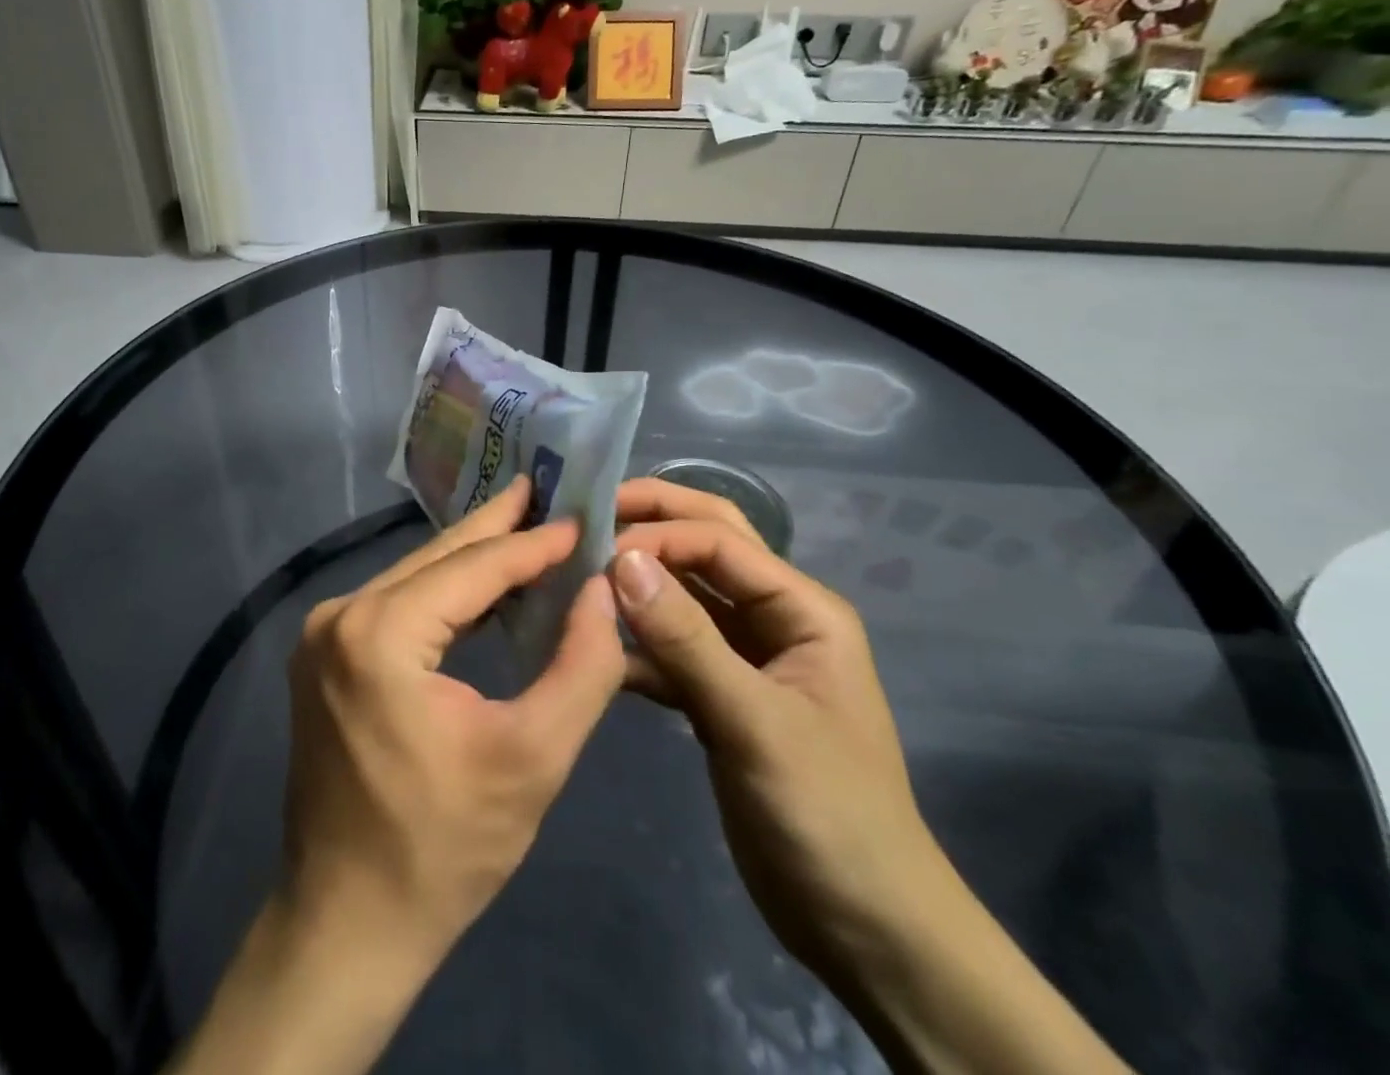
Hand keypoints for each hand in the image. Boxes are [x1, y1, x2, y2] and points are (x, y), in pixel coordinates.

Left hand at [283, 475, 627, 963]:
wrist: (348, 921)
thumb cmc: (446, 848)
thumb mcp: (534, 757)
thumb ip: (582, 665)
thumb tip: (604, 589)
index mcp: (380, 631)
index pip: (475, 566)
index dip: (534, 544)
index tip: (583, 518)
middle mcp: (341, 614)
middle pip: (439, 558)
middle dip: (499, 526)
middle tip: (545, 487)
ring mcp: (324, 633)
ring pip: (417, 577)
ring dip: (474, 559)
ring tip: (527, 528)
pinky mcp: (325, 655)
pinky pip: (397, 604)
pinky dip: (445, 594)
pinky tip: (485, 589)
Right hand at [610, 477, 938, 977]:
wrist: (866, 929)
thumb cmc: (828, 814)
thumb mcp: (755, 721)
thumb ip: (686, 638)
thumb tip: (621, 559)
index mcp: (802, 608)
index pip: (720, 541)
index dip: (658, 534)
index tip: (595, 549)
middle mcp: (773, 618)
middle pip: (706, 546)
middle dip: (652, 523)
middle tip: (586, 514)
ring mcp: (745, 658)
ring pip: (683, 596)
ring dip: (638, 583)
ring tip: (577, 572)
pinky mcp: (720, 697)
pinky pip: (671, 650)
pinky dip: (636, 645)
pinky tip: (595, 648)